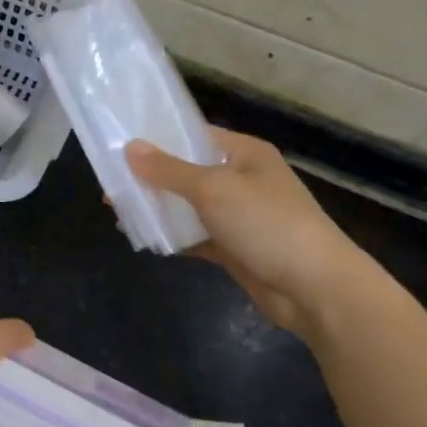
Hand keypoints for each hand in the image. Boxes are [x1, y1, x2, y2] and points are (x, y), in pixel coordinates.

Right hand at [125, 129, 373, 334]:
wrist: (316, 290)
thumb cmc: (267, 224)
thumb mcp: (213, 189)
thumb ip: (168, 170)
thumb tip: (130, 148)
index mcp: (244, 153)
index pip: (194, 135)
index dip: (159, 138)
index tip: (121, 142)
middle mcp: (242, 179)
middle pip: (188, 171)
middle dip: (151, 177)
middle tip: (110, 182)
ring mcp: (240, 216)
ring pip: (189, 206)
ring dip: (159, 209)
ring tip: (118, 210)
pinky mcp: (236, 248)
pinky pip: (196, 236)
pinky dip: (174, 237)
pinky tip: (144, 238)